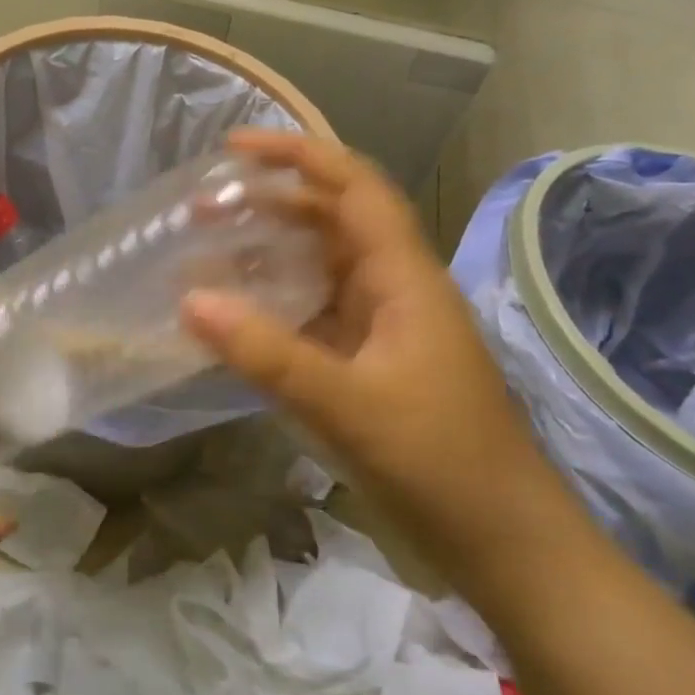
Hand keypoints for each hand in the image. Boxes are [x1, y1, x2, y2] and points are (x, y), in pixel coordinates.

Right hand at [182, 131, 574, 574]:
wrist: (504, 546)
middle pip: (329, 220)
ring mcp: (381, 328)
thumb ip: (267, 354)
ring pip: (318, 268)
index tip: (234, 148)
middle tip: (201, 208)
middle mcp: (393, 289)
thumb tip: (189, 300)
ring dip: (266, 255)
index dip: (297, 155)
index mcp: (403, 278)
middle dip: (268, 204)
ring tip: (204, 254)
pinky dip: (272, 305)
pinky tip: (234, 317)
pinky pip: (312, 315)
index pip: (353, 187)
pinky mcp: (369, 364)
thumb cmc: (439, 465)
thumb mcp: (347, 406)